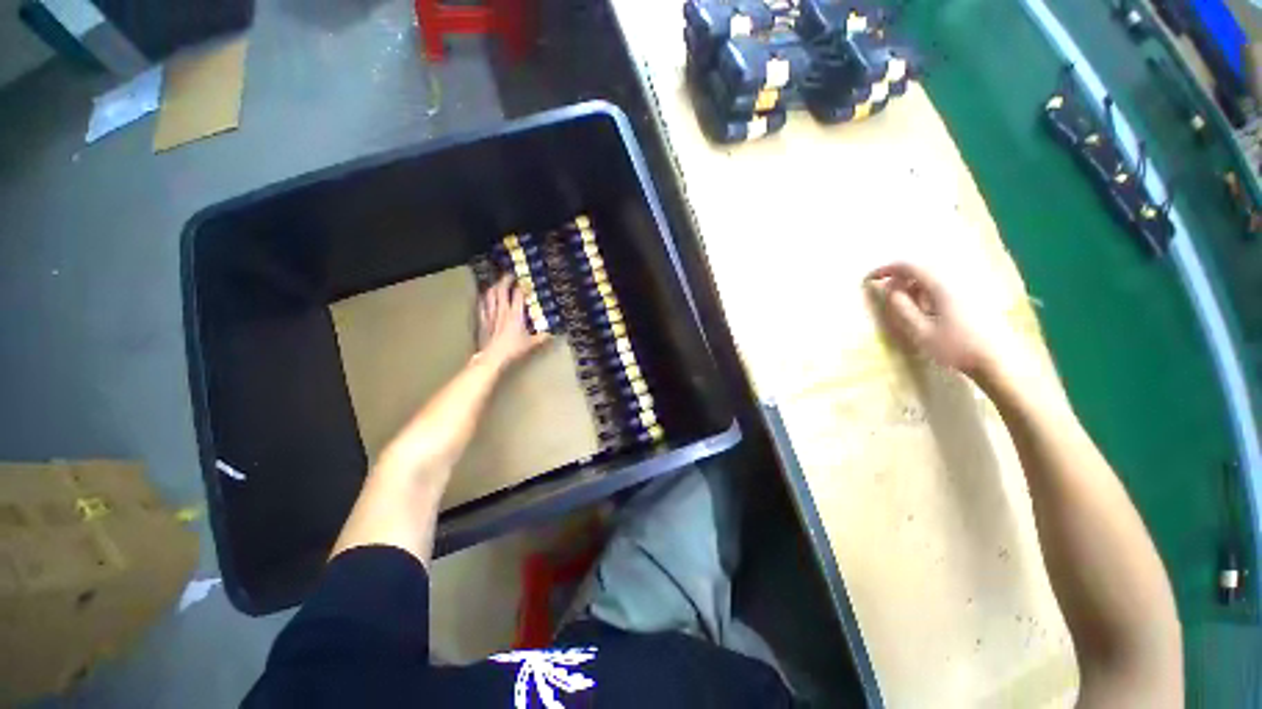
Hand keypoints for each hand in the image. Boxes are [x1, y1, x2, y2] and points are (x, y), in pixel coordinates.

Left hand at [476, 275, 549, 368]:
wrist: (492, 356)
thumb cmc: (512, 349)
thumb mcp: (530, 344)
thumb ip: (542, 337)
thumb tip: (552, 334)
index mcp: (515, 314)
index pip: (518, 294)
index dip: (522, 285)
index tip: (526, 281)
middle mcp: (502, 310)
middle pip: (502, 289)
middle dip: (506, 279)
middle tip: (511, 275)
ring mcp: (490, 313)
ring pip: (490, 294)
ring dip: (495, 286)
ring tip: (499, 283)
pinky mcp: (482, 319)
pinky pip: (482, 304)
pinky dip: (485, 297)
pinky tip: (486, 296)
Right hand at [865, 261, 1012, 380]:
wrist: (1000, 361)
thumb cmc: (957, 347)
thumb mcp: (920, 331)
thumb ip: (902, 307)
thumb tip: (889, 289)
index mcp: (942, 285)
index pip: (909, 266)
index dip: (886, 269)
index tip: (870, 279)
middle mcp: (957, 279)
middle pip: (923, 269)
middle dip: (901, 278)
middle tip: (887, 295)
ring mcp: (969, 287)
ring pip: (934, 277)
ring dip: (915, 286)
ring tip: (907, 306)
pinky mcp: (975, 297)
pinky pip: (945, 285)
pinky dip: (928, 291)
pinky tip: (928, 310)